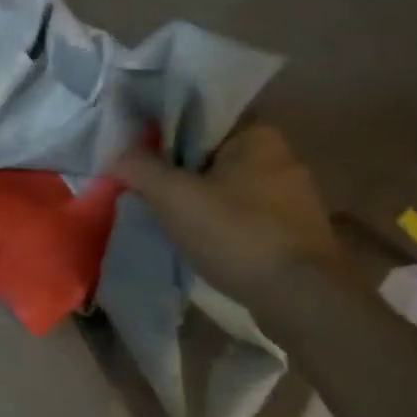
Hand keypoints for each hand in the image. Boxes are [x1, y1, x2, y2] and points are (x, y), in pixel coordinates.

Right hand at [114, 123, 338, 298]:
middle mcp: (282, 156)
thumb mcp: (173, 196)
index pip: (200, 120)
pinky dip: (223, 223)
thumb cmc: (235, 233)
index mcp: (258, 134)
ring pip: (229, 187)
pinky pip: (246, 214)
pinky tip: (203, 241)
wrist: (300, 297)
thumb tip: (117, 155)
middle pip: (212, 155)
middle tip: (147, 191)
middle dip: (181, 171)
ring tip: (170, 219)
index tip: (138, 157)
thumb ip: (140, 168)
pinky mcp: (297, 230)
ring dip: (201, 200)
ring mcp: (294, 195)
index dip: (163, 136)